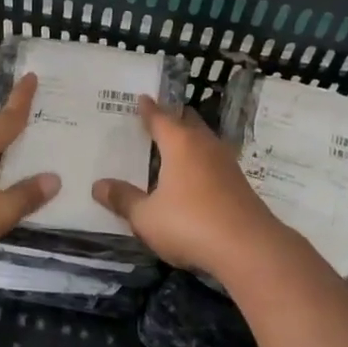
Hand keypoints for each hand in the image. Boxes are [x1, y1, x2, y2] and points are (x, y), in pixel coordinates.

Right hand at [92, 96, 291, 280]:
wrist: (249, 248)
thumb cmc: (190, 224)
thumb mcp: (146, 217)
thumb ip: (124, 199)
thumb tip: (98, 185)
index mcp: (180, 144)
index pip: (160, 117)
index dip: (148, 109)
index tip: (142, 98)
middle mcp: (205, 146)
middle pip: (188, 122)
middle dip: (173, 118)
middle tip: (156, 118)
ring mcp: (227, 164)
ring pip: (204, 141)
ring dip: (190, 140)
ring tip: (174, 146)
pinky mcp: (240, 184)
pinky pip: (214, 162)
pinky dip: (201, 162)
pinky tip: (194, 177)